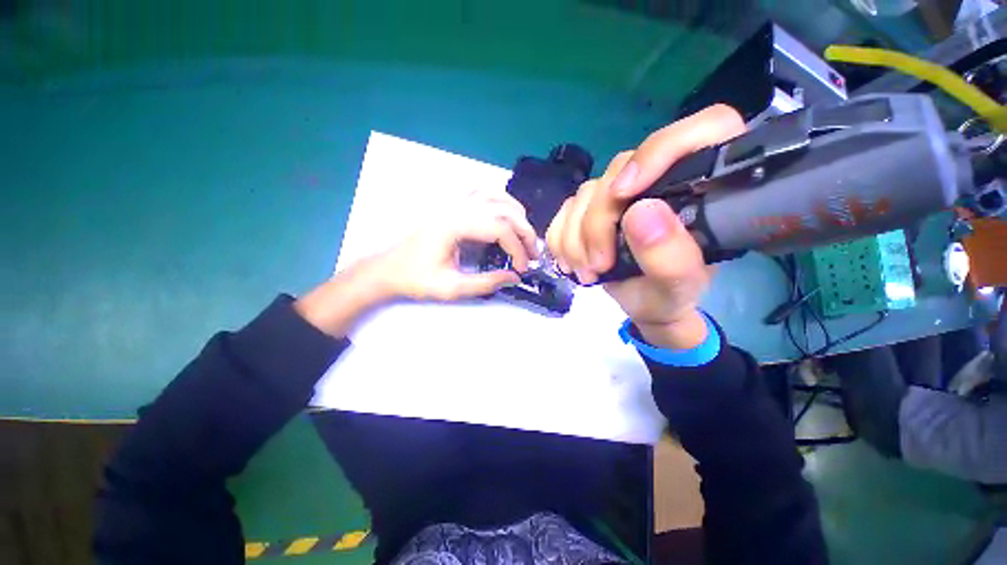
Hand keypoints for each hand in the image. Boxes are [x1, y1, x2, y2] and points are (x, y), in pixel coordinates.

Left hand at [374, 190, 537, 300]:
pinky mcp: (450, 204)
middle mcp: (455, 206)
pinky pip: (481, 192)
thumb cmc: (416, 279)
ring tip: (524, 234)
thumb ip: (486, 282)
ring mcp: (452, 201)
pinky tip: (504, 215)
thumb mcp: (452, 288)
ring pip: (495, 195)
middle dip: (524, 231)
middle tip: (532, 252)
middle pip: (502, 209)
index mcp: (454, 224)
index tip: (522, 268)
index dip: (517, 248)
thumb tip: (515, 278)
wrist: (389, 269)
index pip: (499, 228)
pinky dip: (499, 201)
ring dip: (515, 213)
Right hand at [546, 105, 745, 348]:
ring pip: (585, 194)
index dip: (660, 150)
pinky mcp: (592, 207)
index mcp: (705, 185)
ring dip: (576, 238)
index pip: (703, 128)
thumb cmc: (669, 295)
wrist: (644, 306)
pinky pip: (564, 210)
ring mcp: (620, 191)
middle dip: (598, 223)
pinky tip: (572, 261)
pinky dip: (561, 238)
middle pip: (619, 171)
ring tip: (587, 270)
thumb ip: (670, 254)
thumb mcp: (678, 286)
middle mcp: (660, 178)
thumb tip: (640, 213)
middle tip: (598, 264)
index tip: (625, 194)